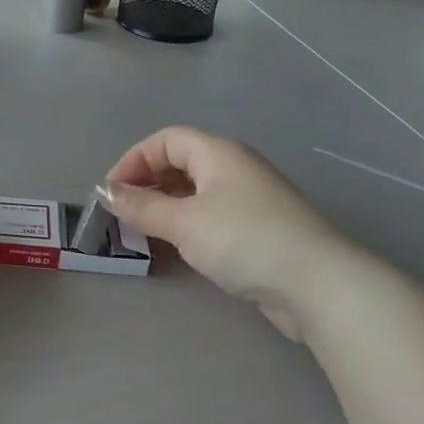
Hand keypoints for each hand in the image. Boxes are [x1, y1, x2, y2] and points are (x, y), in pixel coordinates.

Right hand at [103, 127, 336, 343]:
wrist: (318, 283)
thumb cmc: (245, 239)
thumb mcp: (185, 223)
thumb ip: (142, 207)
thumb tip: (106, 192)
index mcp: (218, 152)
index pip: (166, 140)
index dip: (133, 160)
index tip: (111, 193)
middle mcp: (235, 168)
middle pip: (181, 163)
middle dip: (147, 184)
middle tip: (123, 214)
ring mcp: (251, 199)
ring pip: (196, 192)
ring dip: (166, 207)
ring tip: (142, 232)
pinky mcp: (260, 230)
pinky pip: (212, 216)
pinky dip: (188, 225)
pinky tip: (177, 248)